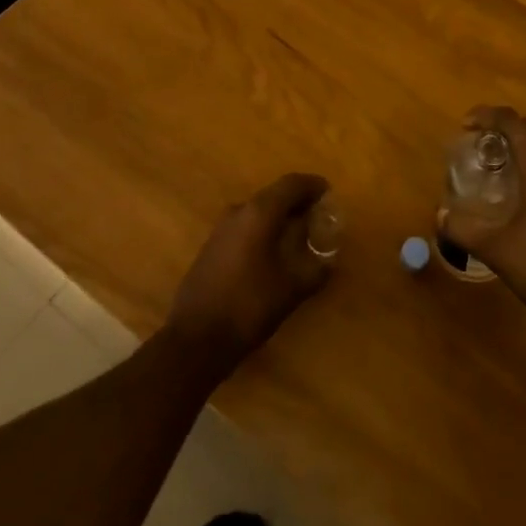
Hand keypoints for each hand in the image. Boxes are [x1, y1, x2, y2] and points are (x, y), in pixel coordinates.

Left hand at [166, 173, 333, 372]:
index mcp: (259, 212)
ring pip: (257, 211)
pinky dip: (262, 230)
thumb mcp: (292, 289)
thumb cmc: (249, 306)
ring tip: (297, 234)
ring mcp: (221, 229)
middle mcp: (238, 212)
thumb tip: (329, 260)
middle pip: (273, 195)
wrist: (195, 340)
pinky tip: (271, 253)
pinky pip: (244, 227)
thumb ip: (316, 269)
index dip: (312, 185)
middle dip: (296, 202)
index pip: (291, 184)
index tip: (328, 192)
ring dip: (278, 217)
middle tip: (317, 215)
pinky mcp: (211, 248)